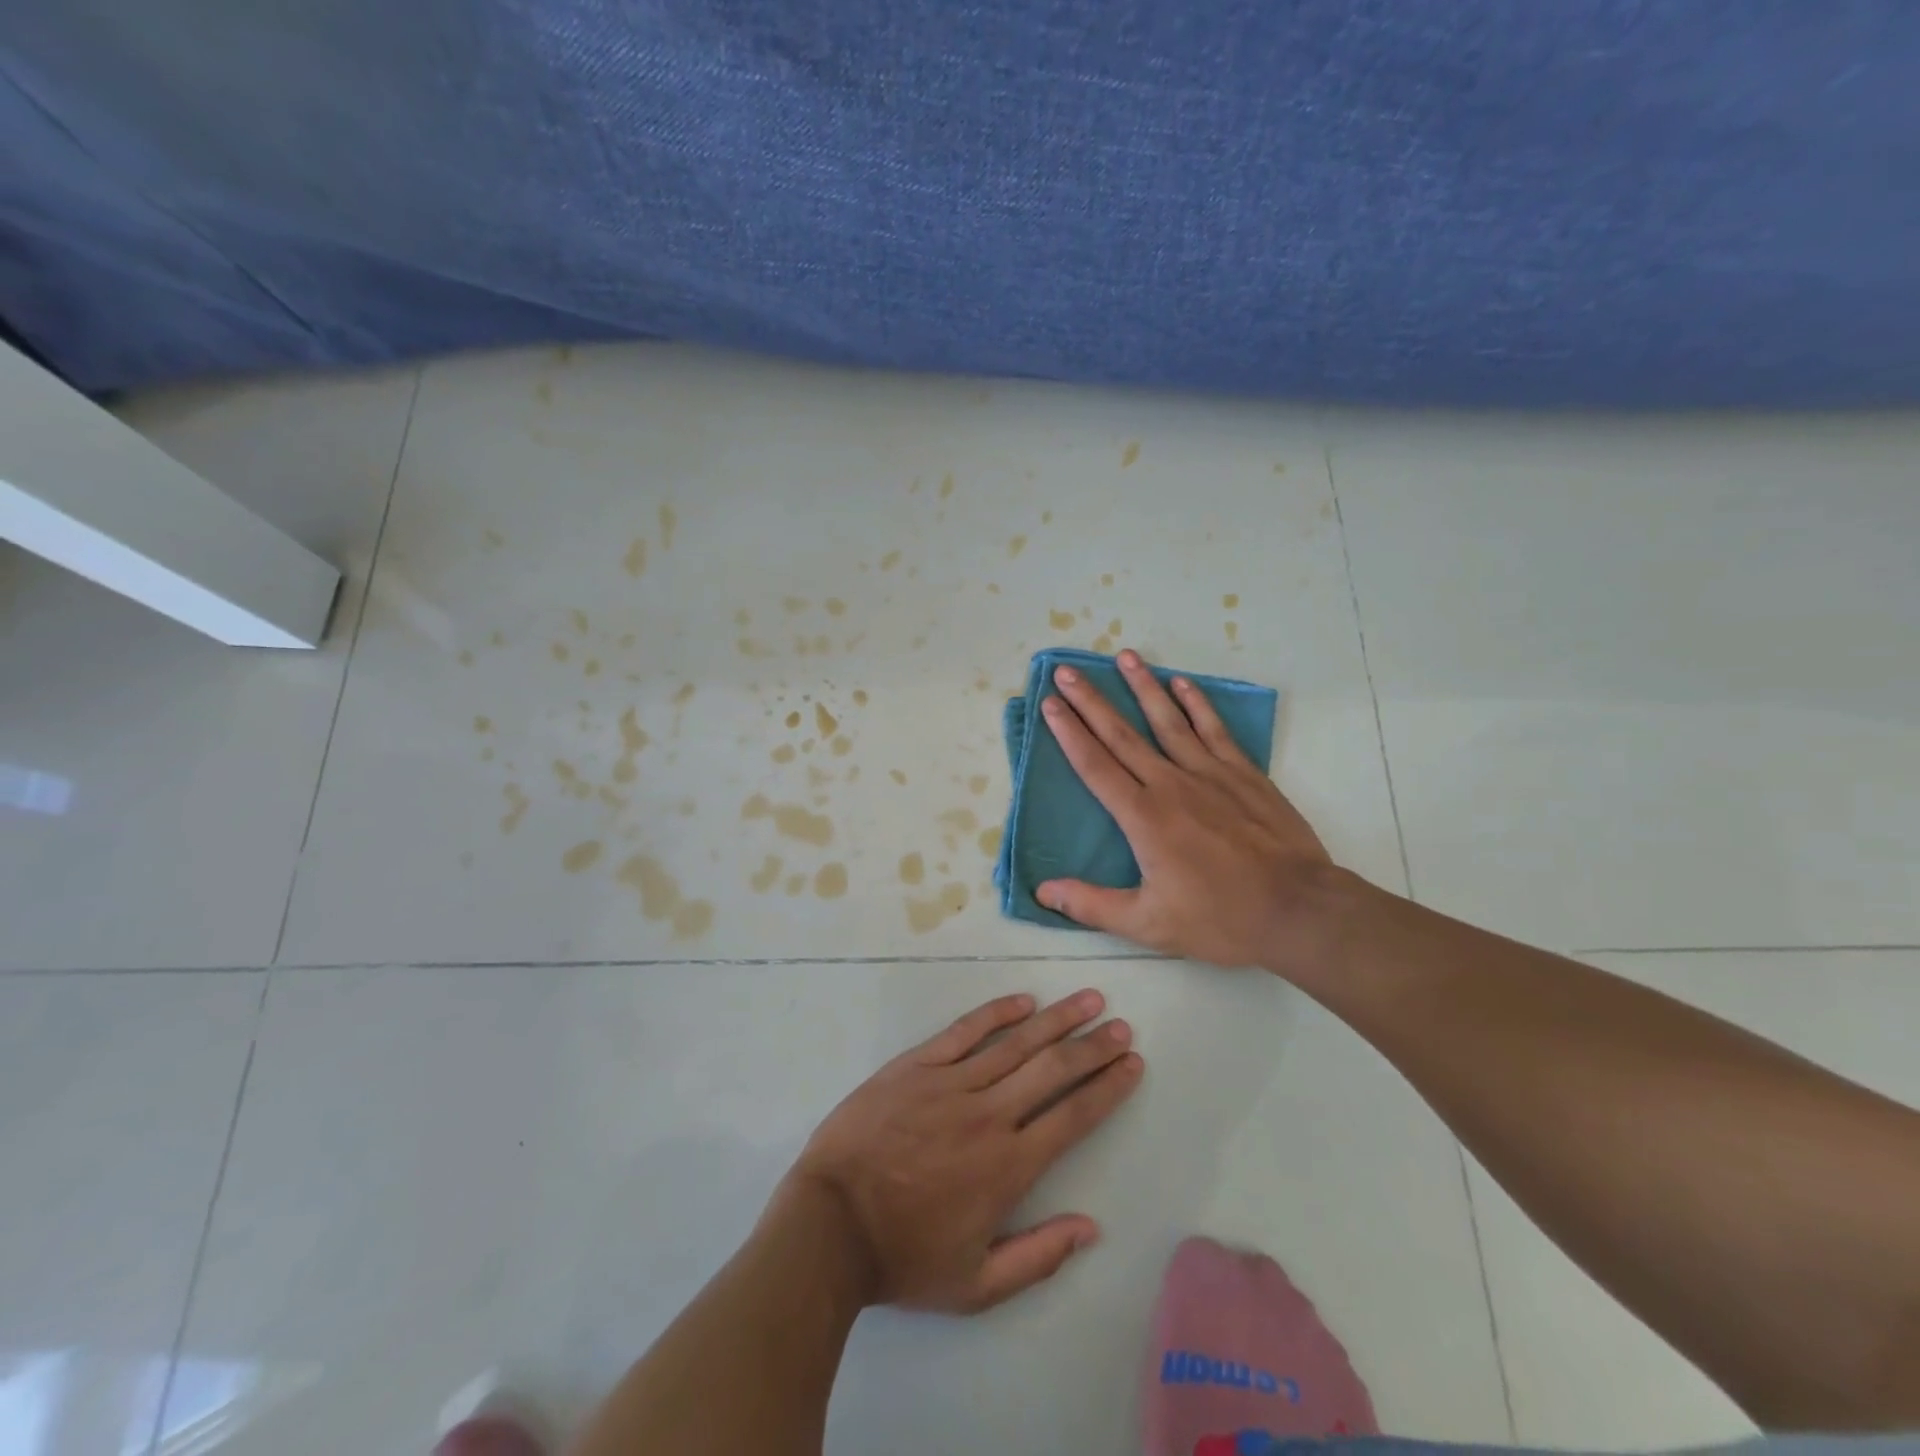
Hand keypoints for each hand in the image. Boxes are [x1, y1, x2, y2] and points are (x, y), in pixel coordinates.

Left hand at [786, 990, 1142, 1313]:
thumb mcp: (976, 1285)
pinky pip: (964, 1031)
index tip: (1132, 1063)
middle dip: (1092, 1046)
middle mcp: (989, 1115)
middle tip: (1121, 1025)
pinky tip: (1023, 1001)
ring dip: (1056, 1020)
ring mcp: (951, 1083)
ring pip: (1016, 1043)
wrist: (830, 1225)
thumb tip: (1091, 1227)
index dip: (1108, 1088)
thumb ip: (1039, 1257)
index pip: (1073, 1116)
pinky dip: (996, 1013)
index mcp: (1008, 1167)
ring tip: (1088, 999)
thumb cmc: (903, 1257)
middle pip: (1053, 1070)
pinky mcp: (917, 1065)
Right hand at [1035, 650, 1344, 973]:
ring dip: (1143, 686)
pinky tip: (1182, 683)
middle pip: (1122, 734)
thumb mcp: (1148, 924)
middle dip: (1090, 701)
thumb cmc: (1220, 919)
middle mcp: (1170, 784)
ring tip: (1124, 656)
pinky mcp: (1243, 774)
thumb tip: (1043, 892)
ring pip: (1167, 721)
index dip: (1068, 733)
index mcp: (1143, 817)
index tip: (1050, 704)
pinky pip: (1214, 730)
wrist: (1298, 910)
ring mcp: (1210, 774)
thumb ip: (1092, 905)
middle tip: (1066, 671)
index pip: (1095, 766)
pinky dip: (1197, 703)